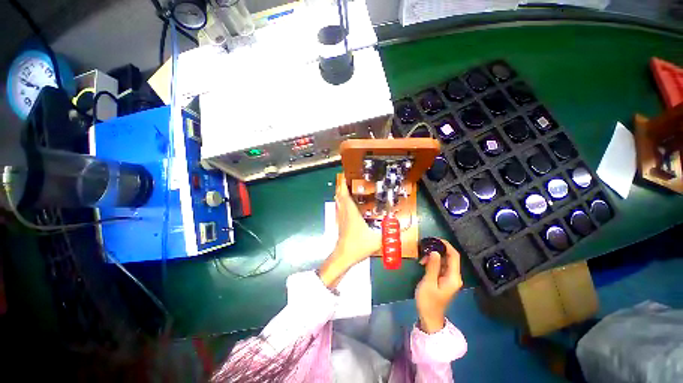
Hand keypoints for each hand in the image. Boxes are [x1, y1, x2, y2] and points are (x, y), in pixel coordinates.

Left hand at [318, 175, 380, 287]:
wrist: (344, 256)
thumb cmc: (358, 245)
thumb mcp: (378, 239)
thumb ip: (391, 231)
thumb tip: (403, 224)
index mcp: (351, 211)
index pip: (344, 193)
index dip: (343, 182)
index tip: (345, 174)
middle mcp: (344, 211)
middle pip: (339, 194)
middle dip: (342, 184)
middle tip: (349, 178)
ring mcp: (340, 217)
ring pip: (338, 200)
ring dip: (341, 192)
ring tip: (349, 186)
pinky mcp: (340, 222)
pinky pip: (339, 207)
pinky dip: (341, 200)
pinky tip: (348, 202)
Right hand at [415, 239, 462, 333]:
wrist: (429, 317)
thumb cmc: (428, 301)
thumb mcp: (428, 282)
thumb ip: (433, 266)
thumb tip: (435, 252)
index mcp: (453, 277)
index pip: (454, 256)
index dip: (446, 245)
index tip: (435, 239)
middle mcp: (454, 276)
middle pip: (449, 257)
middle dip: (437, 251)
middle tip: (424, 249)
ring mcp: (449, 278)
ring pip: (444, 261)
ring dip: (433, 257)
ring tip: (421, 259)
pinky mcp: (444, 280)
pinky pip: (440, 266)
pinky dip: (433, 262)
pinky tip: (424, 264)